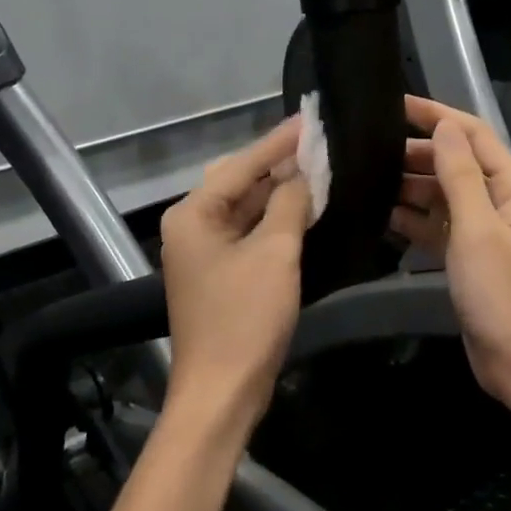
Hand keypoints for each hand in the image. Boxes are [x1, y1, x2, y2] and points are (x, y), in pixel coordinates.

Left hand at [160, 117, 312, 441]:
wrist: (222, 392)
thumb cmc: (245, 318)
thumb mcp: (274, 253)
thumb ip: (289, 204)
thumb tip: (304, 174)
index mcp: (193, 214)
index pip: (242, 164)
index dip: (280, 141)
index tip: (312, 118)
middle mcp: (191, 226)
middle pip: (240, 182)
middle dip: (279, 164)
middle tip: (319, 143)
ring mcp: (204, 251)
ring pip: (245, 208)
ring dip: (279, 193)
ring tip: (319, 169)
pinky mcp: (220, 274)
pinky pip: (249, 233)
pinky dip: (275, 221)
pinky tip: (304, 209)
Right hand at [389, 97, 510, 407]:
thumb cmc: (502, 293)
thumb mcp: (478, 228)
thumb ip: (460, 175)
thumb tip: (444, 127)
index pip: (473, 135)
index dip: (436, 115)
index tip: (396, 104)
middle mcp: (499, 201)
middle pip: (455, 162)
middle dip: (417, 151)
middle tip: (371, 146)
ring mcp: (481, 229)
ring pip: (441, 194)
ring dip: (410, 185)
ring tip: (368, 176)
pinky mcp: (465, 255)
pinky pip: (435, 225)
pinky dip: (411, 218)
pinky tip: (380, 213)